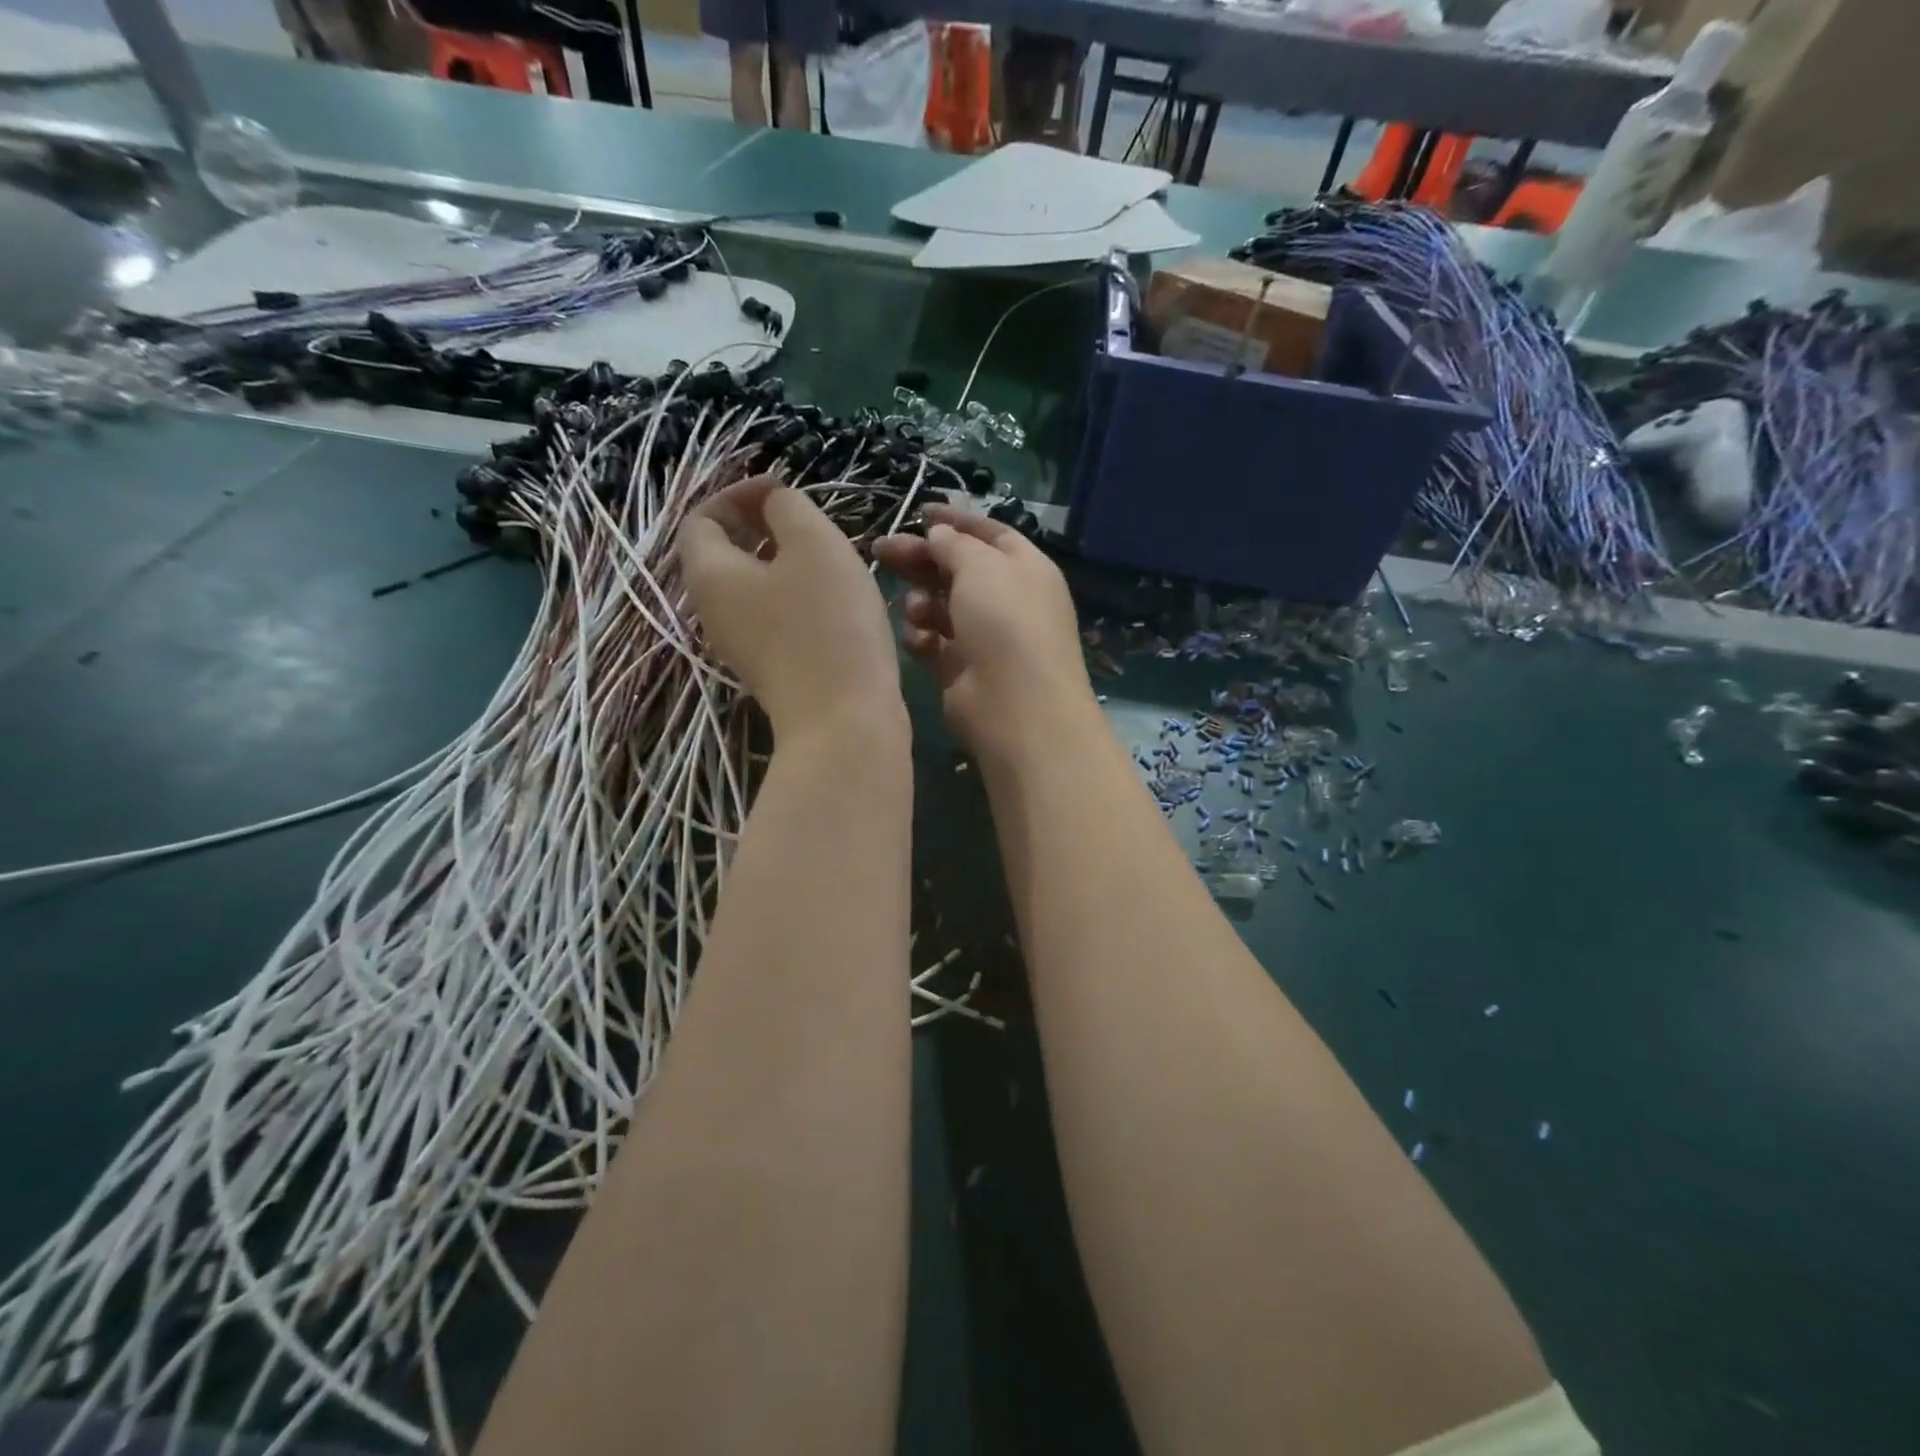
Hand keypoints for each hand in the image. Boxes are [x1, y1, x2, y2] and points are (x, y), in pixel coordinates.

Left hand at [679, 477, 903, 741]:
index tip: (784, 491)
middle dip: (764, 527)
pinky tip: (837, 601)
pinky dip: (797, 596)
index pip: (701, 517)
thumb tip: (774, 506)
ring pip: (754, 586)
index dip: (738, 494)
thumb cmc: (827, 624)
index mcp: (709, 574)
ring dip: (786, 562)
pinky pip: (774, 616)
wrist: (844, 721)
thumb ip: (787, 508)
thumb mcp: (813, 544)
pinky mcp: (772, 669)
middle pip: (725, 553)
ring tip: (831, 559)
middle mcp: (713, 611)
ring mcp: (741, 645)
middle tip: (811, 523)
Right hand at [872, 505, 1091, 765]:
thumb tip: (939, 534)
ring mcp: (983, 635)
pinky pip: (933, 640)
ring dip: (922, 600)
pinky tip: (920, 639)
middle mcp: (1005, 598)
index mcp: (1023, 567)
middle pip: (956, 567)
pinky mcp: (960, 667)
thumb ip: (954, 544)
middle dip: (921, 558)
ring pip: (941, 604)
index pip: (988, 534)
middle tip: (882, 550)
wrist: (1016, 705)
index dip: (955, 521)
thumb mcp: (982, 566)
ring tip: (916, 609)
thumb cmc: (1005, 622)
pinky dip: (922, 636)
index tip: (918, 511)